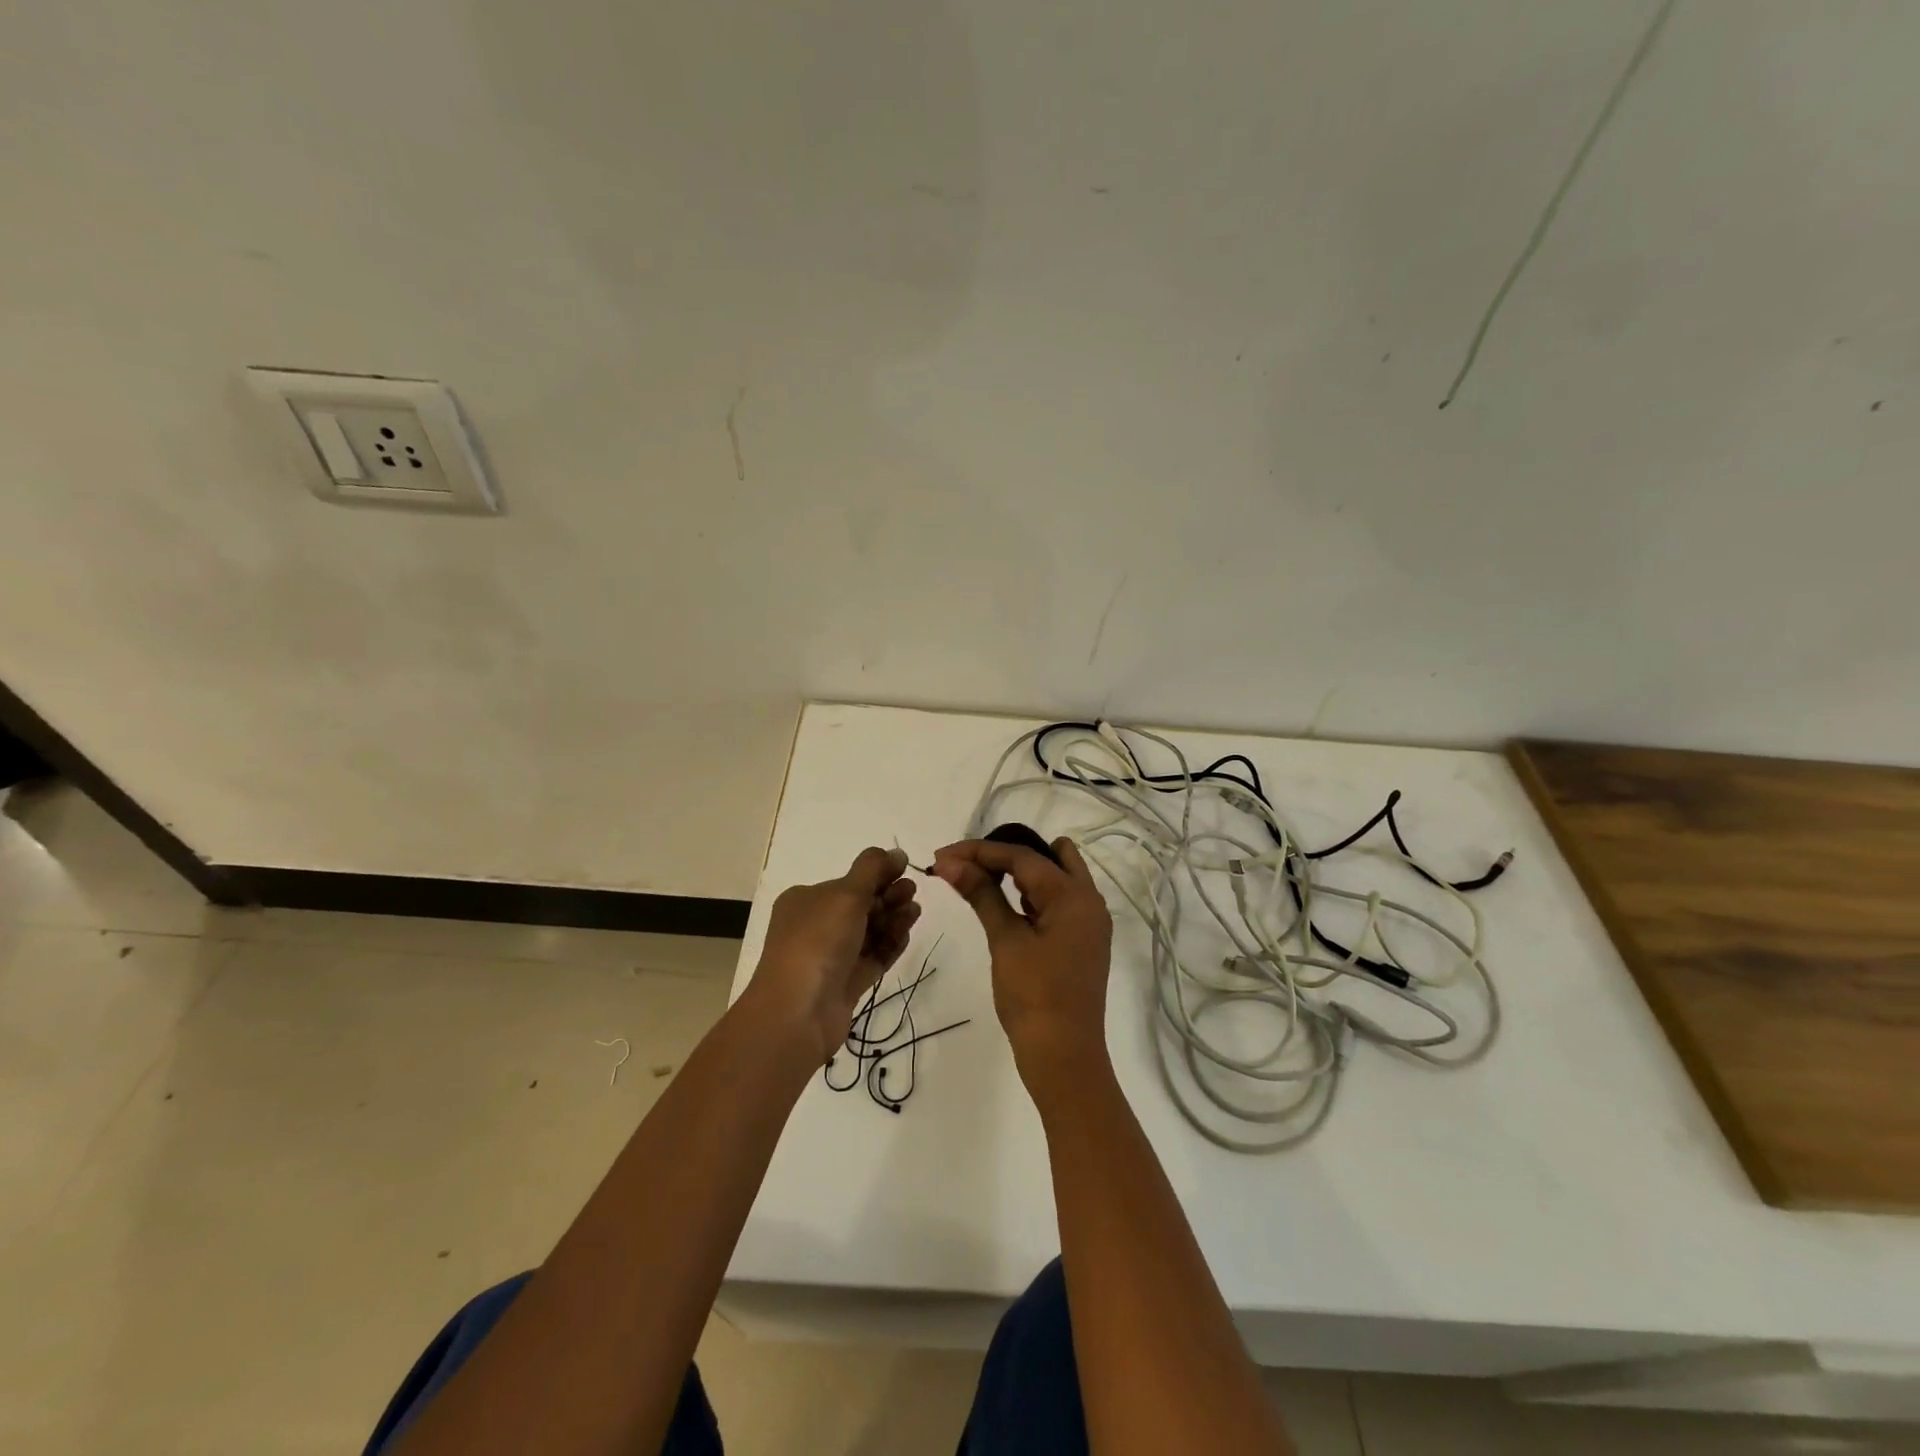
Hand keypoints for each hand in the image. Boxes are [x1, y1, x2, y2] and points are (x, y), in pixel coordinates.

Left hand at [745, 847, 919, 1064]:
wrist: (799, 1012)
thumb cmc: (818, 941)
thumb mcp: (845, 893)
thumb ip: (873, 869)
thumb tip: (896, 852)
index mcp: (806, 900)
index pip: (847, 881)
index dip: (877, 874)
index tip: (905, 869)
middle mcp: (815, 926)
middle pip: (860, 905)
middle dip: (888, 896)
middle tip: (912, 892)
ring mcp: (830, 957)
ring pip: (868, 931)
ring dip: (893, 919)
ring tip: (915, 912)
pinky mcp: (845, 983)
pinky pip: (872, 957)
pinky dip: (890, 945)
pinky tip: (907, 934)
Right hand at [931, 836, 1112, 1080]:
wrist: (1064, 1057)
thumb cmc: (1034, 997)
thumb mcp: (1005, 941)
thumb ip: (982, 894)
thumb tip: (950, 863)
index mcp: (1074, 895)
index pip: (1022, 855)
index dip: (978, 851)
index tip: (941, 855)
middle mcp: (1089, 900)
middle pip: (1047, 856)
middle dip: (1005, 855)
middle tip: (966, 866)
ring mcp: (1088, 921)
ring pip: (1054, 877)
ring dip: (1018, 874)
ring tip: (978, 881)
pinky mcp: (1081, 940)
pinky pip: (1056, 902)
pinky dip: (1030, 896)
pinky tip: (1004, 905)